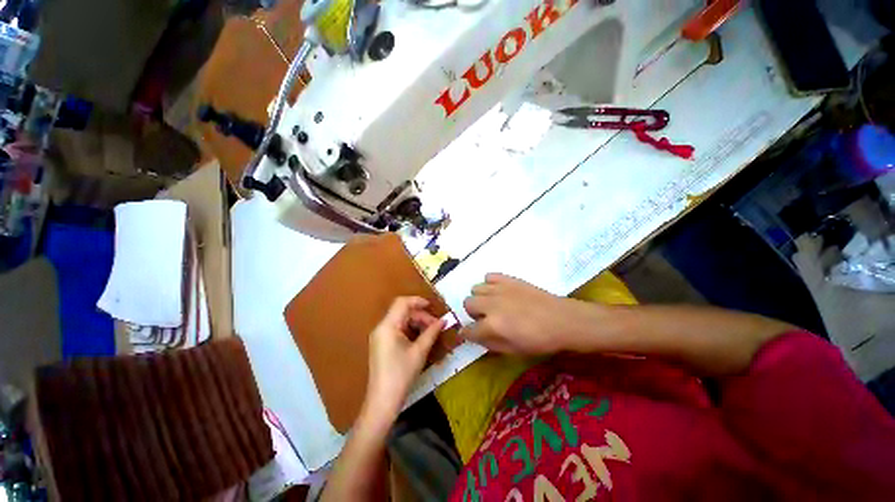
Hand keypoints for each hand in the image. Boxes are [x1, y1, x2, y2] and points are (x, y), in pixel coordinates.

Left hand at [363, 297, 444, 422]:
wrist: (382, 402)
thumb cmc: (401, 375)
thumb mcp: (419, 352)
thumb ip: (431, 332)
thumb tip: (444, 320)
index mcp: (388, 326)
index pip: (402, 303)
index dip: (418, 301)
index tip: (432, 306)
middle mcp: (381, 327)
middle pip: (402, 312)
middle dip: (420, 316)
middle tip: (436, 326)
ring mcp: (380, 336)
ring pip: (401, 320)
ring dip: (416, 323)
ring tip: (431, 332)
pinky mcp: (381, 344)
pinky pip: (397, 329)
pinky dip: (410, 330)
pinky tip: (421, 338)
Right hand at [462, 273, 593, 354]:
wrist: (562, 320)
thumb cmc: (540, 340)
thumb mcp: (513, 351)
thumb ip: (489, 344)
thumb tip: (474, 336)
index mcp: (492, 325)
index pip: (468, 329)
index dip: (466, 333)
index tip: (469, 333)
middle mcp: (491, 304)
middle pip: (467, 304)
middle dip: (473, 313)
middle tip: (485, 318)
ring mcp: (499, 289)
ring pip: (476, 289)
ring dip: (480, 298)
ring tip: (492, 304)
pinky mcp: (508, 279)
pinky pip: (489, 276)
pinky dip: (490, 284)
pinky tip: (499, 291)